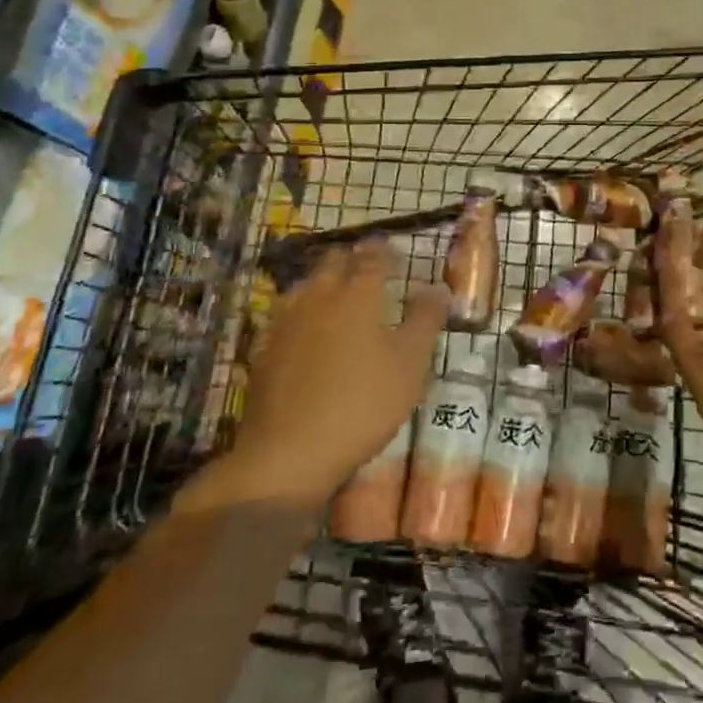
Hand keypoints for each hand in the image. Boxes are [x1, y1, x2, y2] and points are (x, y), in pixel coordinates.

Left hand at [191, 240, 447, 512]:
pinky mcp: (264, 350)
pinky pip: (284, 315)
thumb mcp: (410, 364)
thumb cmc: (362, 404)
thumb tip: (438, 287)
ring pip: (305, 285)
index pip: (372, 258)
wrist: (288, 453)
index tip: (393, 249)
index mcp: (357, 295)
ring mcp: (285, 323)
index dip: (384, 251)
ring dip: (323, 280)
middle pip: (333, 263)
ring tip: (336, 291)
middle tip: (367, 266)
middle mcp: (319, 297)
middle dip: (351, 258)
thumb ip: (426, 320)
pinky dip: (300, 310)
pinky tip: (305, 327)